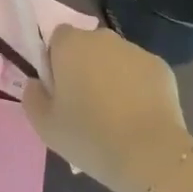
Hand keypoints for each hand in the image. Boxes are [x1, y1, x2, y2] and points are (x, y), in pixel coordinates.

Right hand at [23, 25, 192, 191]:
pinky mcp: (160, 66)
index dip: (56, 62)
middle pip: (87, 46)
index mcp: (70, 44)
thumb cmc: (90, 137)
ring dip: (111, 76)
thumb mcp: (45, 126)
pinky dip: (137, 87)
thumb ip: (32, 96)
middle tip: (86, 105)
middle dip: (85, 67)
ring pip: (115, 59)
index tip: (61, 91)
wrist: (150, 154)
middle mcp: (102, 37)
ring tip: (116, 115)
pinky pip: (139, 73)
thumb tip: (36, 83)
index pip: (57, 39)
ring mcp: (135, 50)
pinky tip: (138, 117)